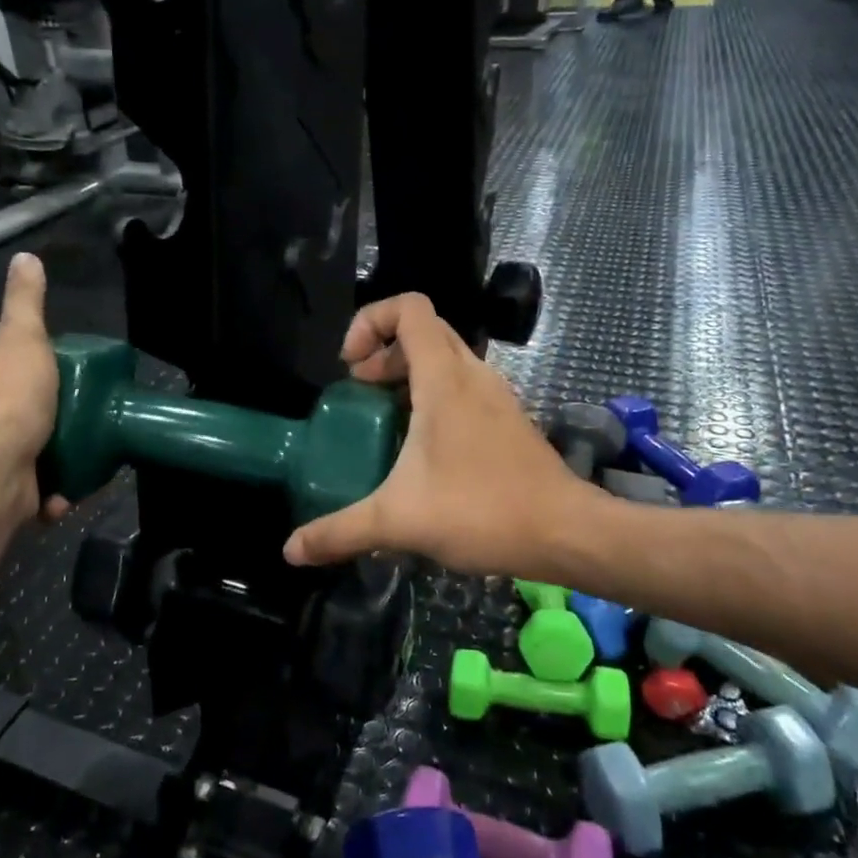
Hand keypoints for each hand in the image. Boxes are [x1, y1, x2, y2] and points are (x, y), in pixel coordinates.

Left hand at [0, 253, 67, 518]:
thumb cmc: (11, 399)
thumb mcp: (23, 338)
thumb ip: (26, 303)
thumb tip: (26, 257)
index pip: (11, 371)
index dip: (39, 372)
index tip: (71, 377)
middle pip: (26, 416)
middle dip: (56, 421)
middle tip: (91, 419)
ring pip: (36, 457)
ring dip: (63, 461)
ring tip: (92, 456)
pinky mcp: (9, 497)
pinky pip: (41, 494)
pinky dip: (58, 495)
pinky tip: (71, 491)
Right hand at [283, 294, 580, 573]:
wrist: (565, 533)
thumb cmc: (481, 510)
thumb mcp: (398, 520)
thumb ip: (340, 531)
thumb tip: (292, 549)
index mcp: (444, 378)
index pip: (409, 307)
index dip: (371, 321)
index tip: (351, 367)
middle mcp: (472, 375)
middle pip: (424, 331)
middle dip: (384, 351)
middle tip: (360, 391)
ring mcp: (495, 396)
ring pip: (445, 359)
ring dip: (408, 375)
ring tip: (384, 418)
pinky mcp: (507, 420)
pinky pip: (462, 388)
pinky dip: (433, 397)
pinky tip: (421, 448)